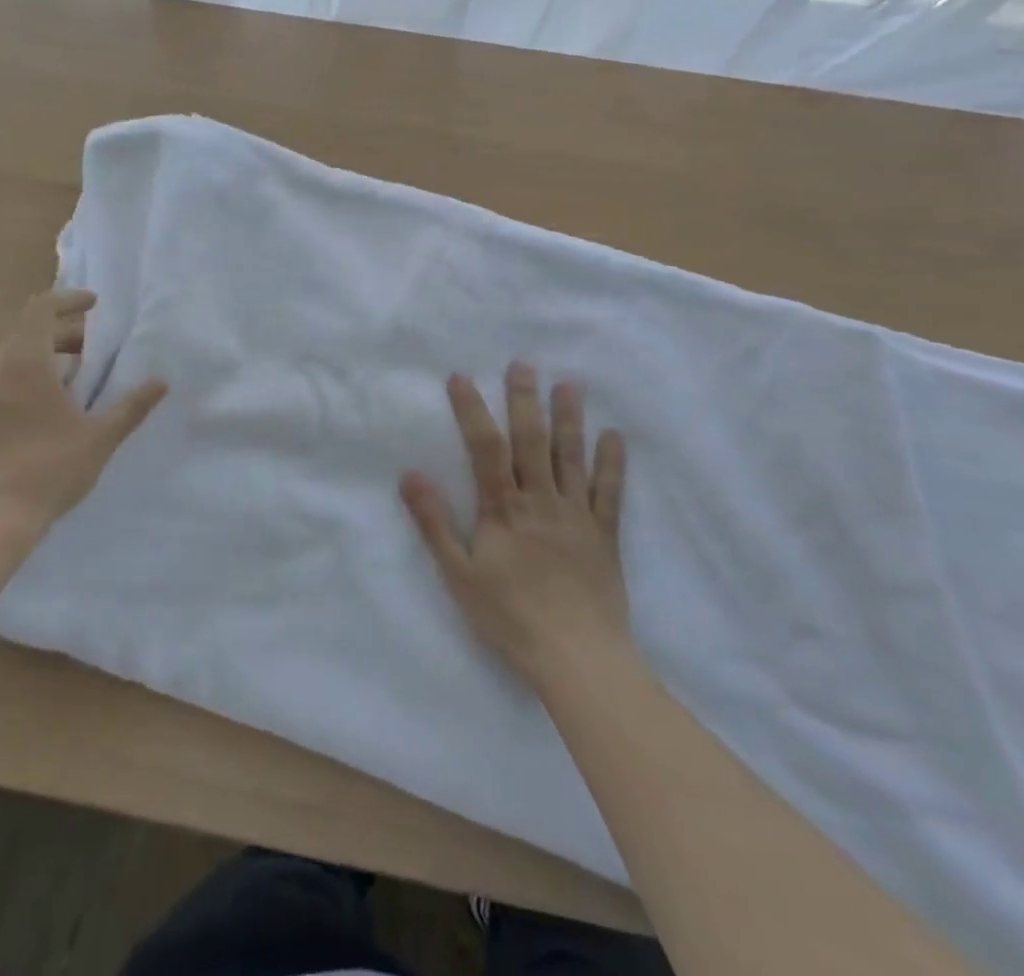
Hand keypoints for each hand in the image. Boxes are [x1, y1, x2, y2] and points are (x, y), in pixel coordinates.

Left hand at [0, 289, 166, 543]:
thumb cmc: (49, 469)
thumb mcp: (100, 437)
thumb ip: (131, 406)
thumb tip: (161, 382)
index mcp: (23, 362)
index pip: (41, 308)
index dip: (69, 299)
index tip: (94, 304)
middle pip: (28, 332)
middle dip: (64, 333)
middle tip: (94, 350)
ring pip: (12, 357)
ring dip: (44, 357)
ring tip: (75, 381)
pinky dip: (25, 379)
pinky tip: (47, 410)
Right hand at [400, 363, 627, 689]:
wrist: (577, 659)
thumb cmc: (510, 618)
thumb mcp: (459, 574)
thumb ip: (434, 523)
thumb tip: (410, 474)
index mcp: (503, 509)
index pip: (484, 448)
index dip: (472, 410)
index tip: (461, 377)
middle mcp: (541, 501)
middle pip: (531, 441)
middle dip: (524, 400)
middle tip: (523, 364)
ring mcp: (577, 515)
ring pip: (572, 457)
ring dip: (570, 418)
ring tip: (569, 384)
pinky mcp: (604, 535)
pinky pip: (610, 492)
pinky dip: (612, 463)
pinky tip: (613, 436)